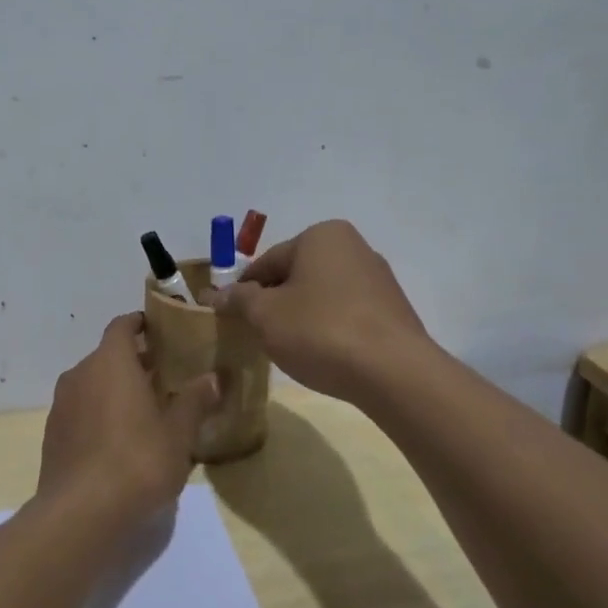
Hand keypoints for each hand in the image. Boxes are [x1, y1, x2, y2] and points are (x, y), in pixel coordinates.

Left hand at [37, 313, 220, 522]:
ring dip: (116, 390)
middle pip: (108, 356)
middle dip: (135, 362)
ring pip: (93, 385)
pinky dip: (100, 414)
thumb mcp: (178, 432)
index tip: (161, 330)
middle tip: (166, 376)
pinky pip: (81, 411)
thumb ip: (195, 400)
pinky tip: (121, 440)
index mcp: (110, 362)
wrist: (81, 513)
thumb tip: (213, 378)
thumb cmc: (137, 460)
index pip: (122, 326)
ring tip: (147, 410)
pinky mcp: (53, 435)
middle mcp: (80, 374)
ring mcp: (62, 405)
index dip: (141, 324)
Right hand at [208, 220, 430, 402]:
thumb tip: (214, 295)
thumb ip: (238, 300)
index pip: (267, 262)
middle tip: (257, 335)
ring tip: (290, 349)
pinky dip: (328, 328)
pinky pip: (346, 313)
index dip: (243, 291)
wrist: (393, 372)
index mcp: (321, 236)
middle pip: (296, 276)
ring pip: (321, 295)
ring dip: (301, 317)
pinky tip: (322, 354)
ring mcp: (378, 278)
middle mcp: (353, 247)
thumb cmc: (320, 331)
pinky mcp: (392, 310)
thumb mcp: (265, 315)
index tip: (230, 318)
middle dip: (274, 303)